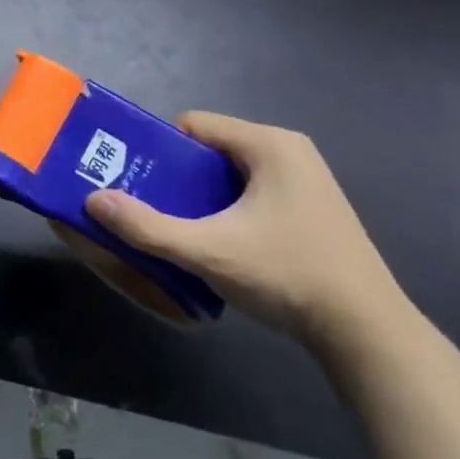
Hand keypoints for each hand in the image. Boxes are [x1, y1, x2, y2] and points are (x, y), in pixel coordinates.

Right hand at [64, 112, 413, 356]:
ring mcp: (306, 180)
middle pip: (211, 149)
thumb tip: (93, 200)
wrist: (367, 334)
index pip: (193, 124)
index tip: (136, 180)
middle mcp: (289, 151)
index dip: (159, 149)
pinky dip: (228, 209)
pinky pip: (252, 192)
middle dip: (177, 176)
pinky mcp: (312, 208)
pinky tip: (219, 244)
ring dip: (201, 196)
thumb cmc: (288, 276)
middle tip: (149, 206)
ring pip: (231, 174)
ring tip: (178, 227)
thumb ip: (147, 227)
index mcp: (269, 144)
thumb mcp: (208, 251)